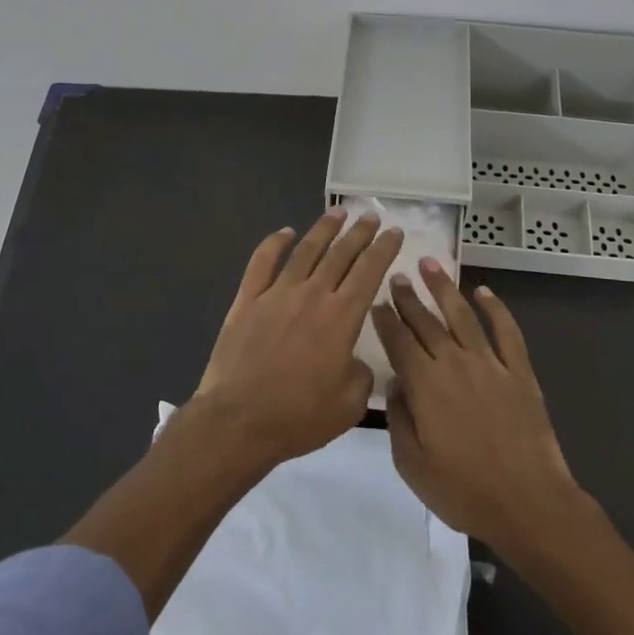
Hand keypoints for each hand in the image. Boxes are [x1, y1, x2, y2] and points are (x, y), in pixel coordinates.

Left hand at [193, 207, 403, 465]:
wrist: (238, 421)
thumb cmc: (298, 417)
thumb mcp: (349, 405)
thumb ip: (361, 375)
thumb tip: (356, 361)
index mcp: (342, 317)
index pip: (369, 271)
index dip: (384, 249)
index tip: (395, 231)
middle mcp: (312, 295)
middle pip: (341, 254)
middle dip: (360, 233)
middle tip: (371, 216)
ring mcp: (276, 294)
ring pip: (305, 251)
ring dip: (324, 229)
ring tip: (338, 212)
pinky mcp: (246, 301)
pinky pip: (262, 262)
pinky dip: (274, 243)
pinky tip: (285, 232)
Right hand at [373, 259, 580, 555]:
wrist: (527, 503)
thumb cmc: (463, 491)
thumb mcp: (412, 464)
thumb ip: (399, 419)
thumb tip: (396, 384)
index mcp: (425, 385)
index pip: (399, 342)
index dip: (385, 320)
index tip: (376, 301)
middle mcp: (455, 364)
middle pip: (426, 322)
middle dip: (408, 297)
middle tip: (397, 275)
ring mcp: (490, 364)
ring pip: (462, 315)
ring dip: (444, 288)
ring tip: (431, 265)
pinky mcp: (520, 371)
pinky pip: (507, 331)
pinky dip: (496, 308)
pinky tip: (484, 291)